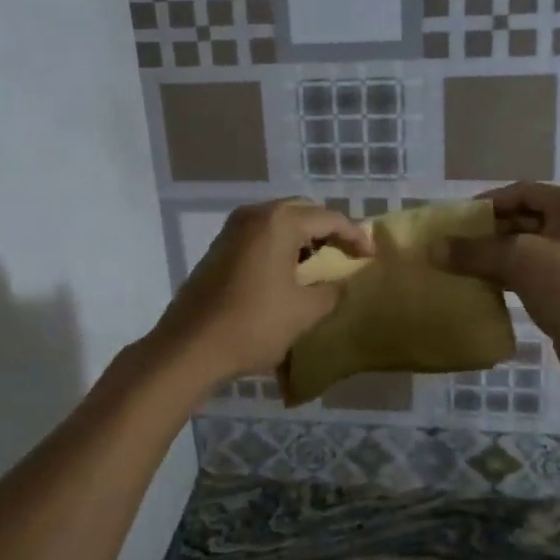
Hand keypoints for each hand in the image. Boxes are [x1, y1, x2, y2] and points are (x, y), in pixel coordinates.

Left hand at [147, 199, 372, 387]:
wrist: (189, 347)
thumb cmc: (253, 324)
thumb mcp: (304, 311)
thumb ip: (331, 291)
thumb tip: (339, 282)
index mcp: (279, 222)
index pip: (329, 218)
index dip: (354, 236)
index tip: (370, 256)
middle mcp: (254, 215)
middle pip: (302, 213)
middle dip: (328, 231)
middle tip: (347, 254)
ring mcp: (232, 230)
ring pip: (279, 223)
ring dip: (303, 238)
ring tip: (320, 264)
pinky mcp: (219, 248)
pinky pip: (260, 236)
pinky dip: (280, 246)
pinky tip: (288, 272)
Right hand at [433, 182, 559, 381]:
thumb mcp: (518, 261)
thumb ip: (474, 251)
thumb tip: (433, 248)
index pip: (522, 192)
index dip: (488, 203)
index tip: (457, 220)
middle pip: (524, 218)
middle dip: (489, 232)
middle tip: (455, 245)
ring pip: (527, 247)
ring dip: (496, 255)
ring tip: (462, 266)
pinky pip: (534, 270)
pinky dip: (508, 274)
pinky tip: (483, 285)